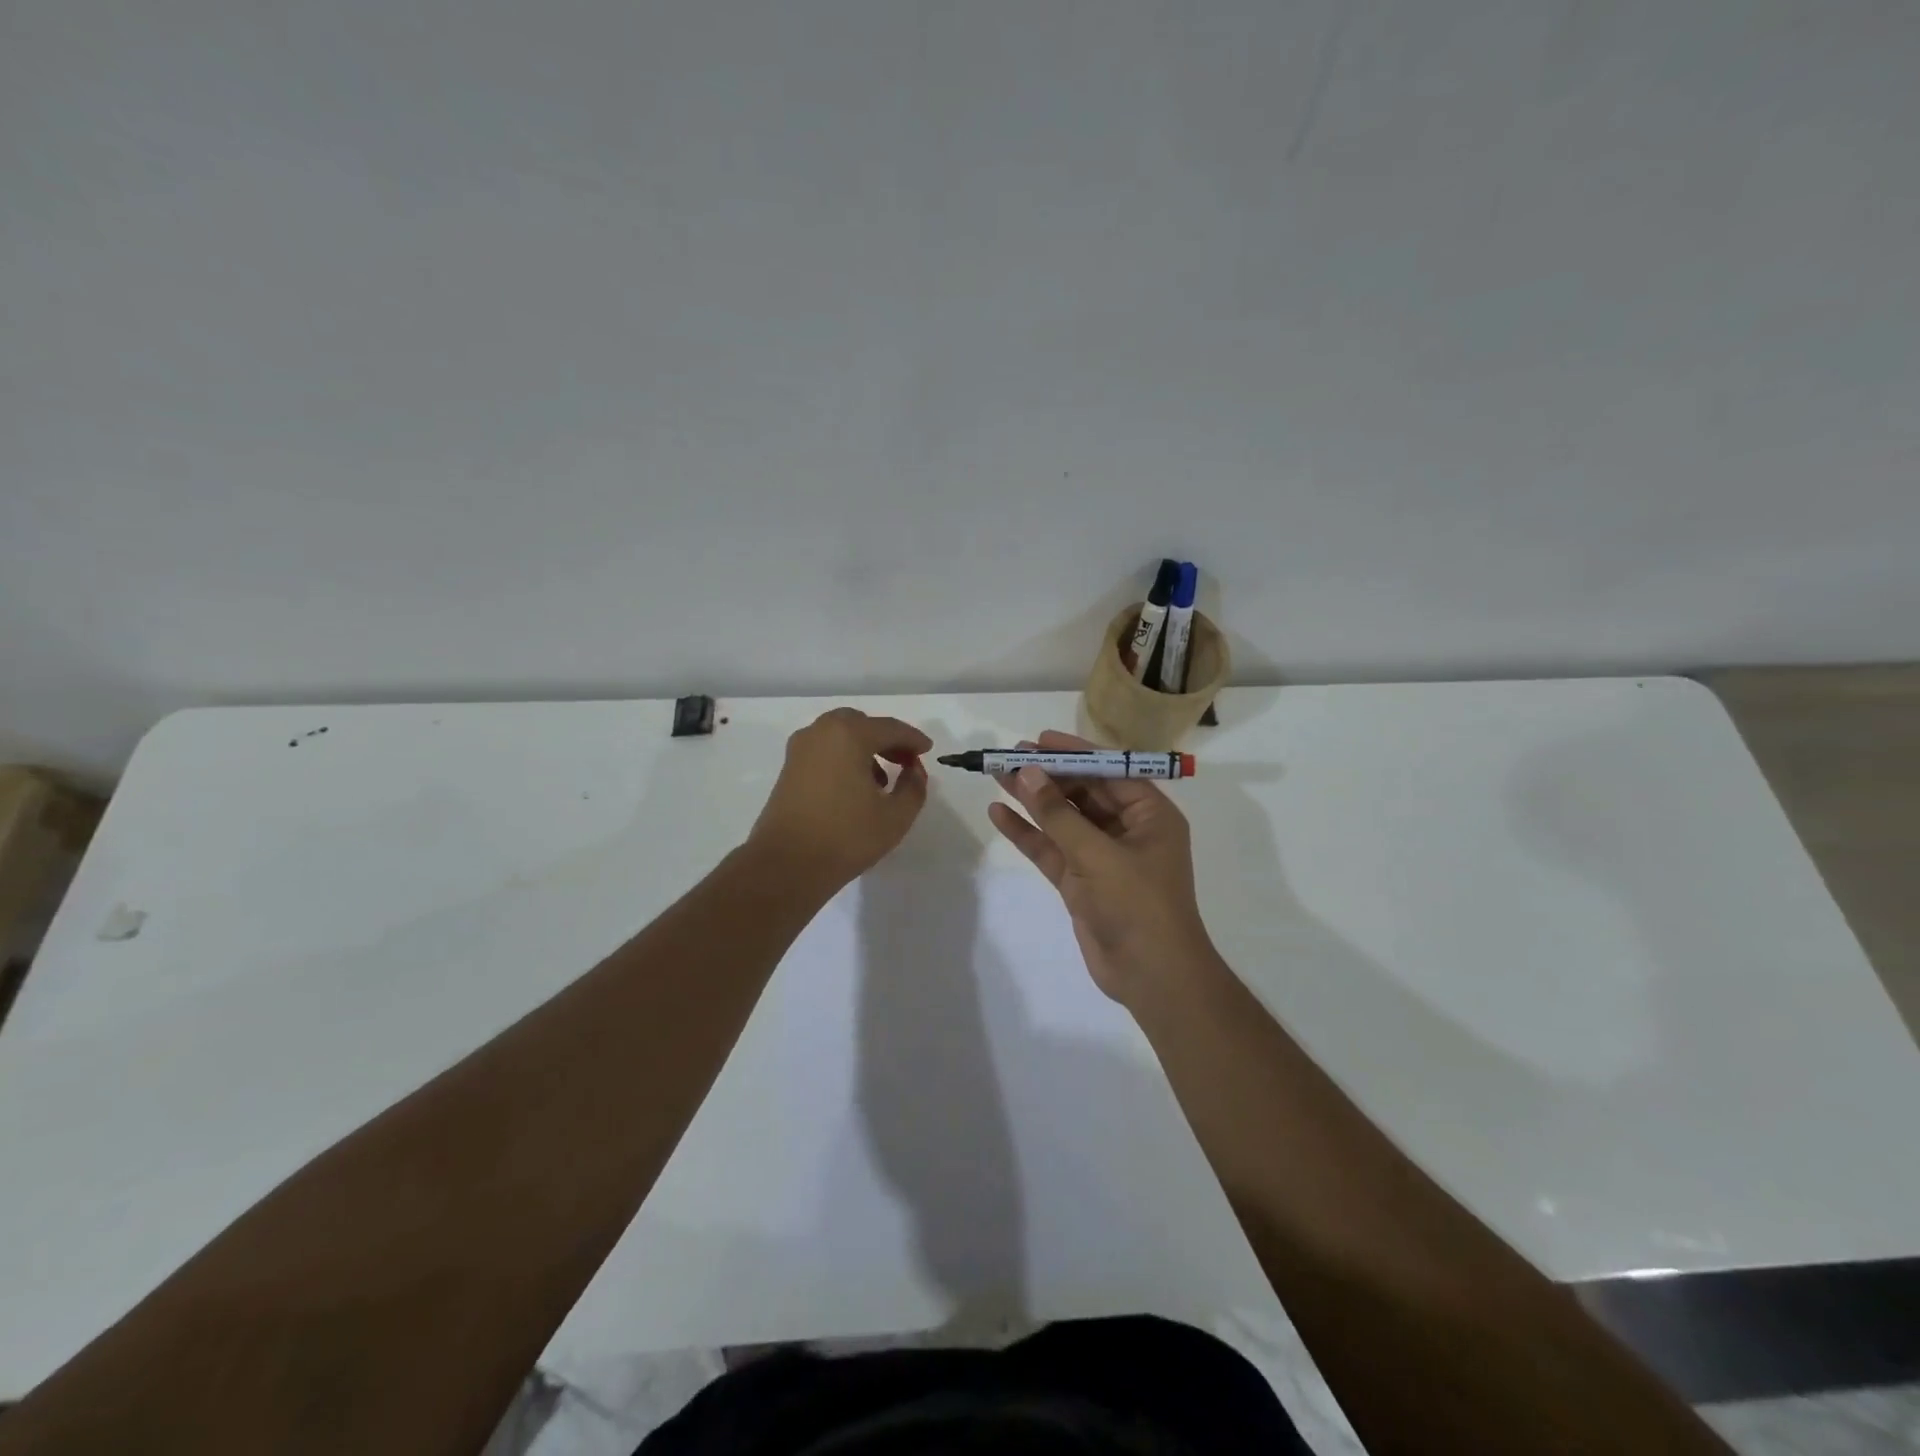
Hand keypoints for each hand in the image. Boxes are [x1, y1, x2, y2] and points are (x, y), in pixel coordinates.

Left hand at [748, 708, 931, 887]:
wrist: (786, 865)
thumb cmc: (846, 837)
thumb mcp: (896, 816)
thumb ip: (913, 787)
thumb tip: (914, 770)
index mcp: (849, 735)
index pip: (890, 728)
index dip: (913, 739)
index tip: (928, 751)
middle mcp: (821, 733)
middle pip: (861, 724)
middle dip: (886, 739)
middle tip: (905, 761)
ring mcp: (800, 750)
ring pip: (839, 736)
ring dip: (864, 748)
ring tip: (881, 780)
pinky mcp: (788, 769)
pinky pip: (824, 750)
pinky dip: (843, 758)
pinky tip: (855, 788)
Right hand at [988, 730, 1214, 1004]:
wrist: (1151, 976)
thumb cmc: (1137, 905)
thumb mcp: (1097, 854)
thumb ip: (1058, 814)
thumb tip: (1025, 772)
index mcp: (1149, 815)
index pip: (1110, 771)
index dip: (1074, 753)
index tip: (1039, 740)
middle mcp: (1127, 830)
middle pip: (1083, 792)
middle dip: (1047, 775)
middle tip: (1008, 756)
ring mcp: (1101, 856)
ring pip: (1062, 819)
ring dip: (1032, 800)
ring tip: (996, 776)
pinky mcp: (1080, 881)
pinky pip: (1051, 849)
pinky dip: (1027, 833)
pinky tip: (998, 814)